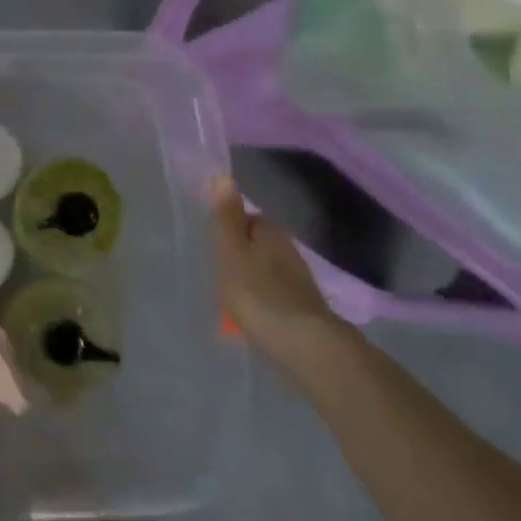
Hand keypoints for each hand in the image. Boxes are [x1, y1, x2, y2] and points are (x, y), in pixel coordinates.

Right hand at [209, 175, 342, 359]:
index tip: (215, 248)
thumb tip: (223, 175)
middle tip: (220, 274)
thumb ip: (226, 217)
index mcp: (271, 232)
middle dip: (242, 256)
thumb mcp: (231, 252)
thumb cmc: (258, 293)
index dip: (230, 230)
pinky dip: (264, 300)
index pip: (248, 219)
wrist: (304, 344)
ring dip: (253, 279)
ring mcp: (300, 280)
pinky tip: (254, 316)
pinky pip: (276, 294)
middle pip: (259, 245)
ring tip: (232, 297)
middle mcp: (289, 249)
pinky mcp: (304, 308)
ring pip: (268, 270)